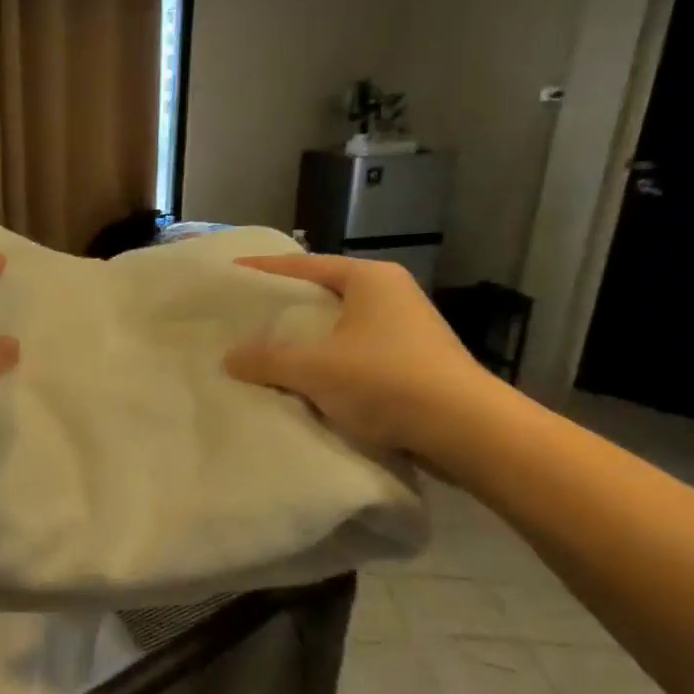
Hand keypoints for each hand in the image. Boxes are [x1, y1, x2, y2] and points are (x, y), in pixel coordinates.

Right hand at [225, 254, 497, 457]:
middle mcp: (392, 294)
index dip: (266, 269)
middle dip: (287, 305)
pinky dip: (329, 360)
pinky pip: (357, 351)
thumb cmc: (386, 380)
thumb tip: (230, 357)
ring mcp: (408, 328)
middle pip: (325, 293)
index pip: (306, 265)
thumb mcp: (314, 368)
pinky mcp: (414, 361)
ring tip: (269, 349)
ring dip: (309, 337)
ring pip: (342, 325)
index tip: (234, 272)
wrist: (464, 428)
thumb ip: (267, 359)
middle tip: (247, 315)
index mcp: (370, 279)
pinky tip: (307, 379)